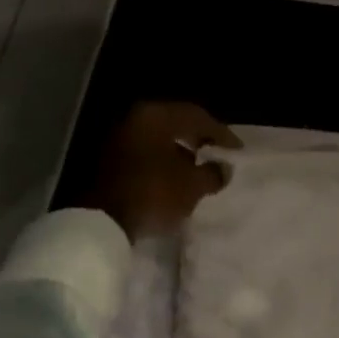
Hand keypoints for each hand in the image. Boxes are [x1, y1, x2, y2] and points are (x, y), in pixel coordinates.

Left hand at [83, 102, 241, 238]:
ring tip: (199, 170)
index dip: (221, 133)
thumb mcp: (192, 186)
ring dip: (180, 152)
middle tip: (219, 154)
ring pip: (159, 139)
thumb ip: (213, 173)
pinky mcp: (109, 159)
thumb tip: (223, 168)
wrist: (101, 222)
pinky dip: (163, 162)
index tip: (237, 150)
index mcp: (156, 115)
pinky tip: (175, 180)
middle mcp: (136, 118)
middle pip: (176, 124)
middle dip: (199, 139)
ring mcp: (119, 137)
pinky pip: (145, 154)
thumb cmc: (152, 193)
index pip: (197, 116)